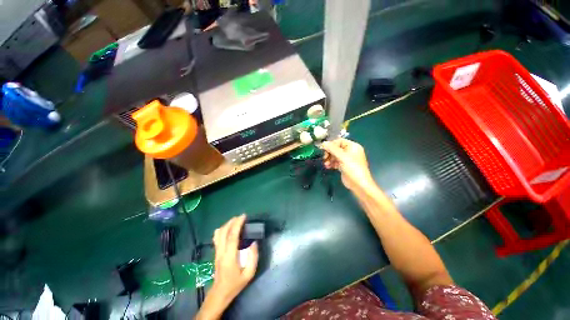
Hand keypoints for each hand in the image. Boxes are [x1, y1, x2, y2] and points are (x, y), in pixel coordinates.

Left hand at [196, 215, 258, 319]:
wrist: (220, 293)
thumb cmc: (235, 284)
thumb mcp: (249, 274)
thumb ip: (253, 258)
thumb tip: (254, 243)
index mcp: (229, 256)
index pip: (232, 236)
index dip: (238, 224)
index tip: (244, 217)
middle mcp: (221, 251)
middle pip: (224, 232)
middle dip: (232, 221)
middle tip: (241, 217)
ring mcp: (217, 252)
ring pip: (219, 233)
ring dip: (227, 224)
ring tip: (235, 221)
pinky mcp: (216, 252)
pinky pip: (216, 237)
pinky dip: (222, 229)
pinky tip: (227, 228)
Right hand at [322, 138, 374, 191]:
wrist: (358, 184)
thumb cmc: (352, 168)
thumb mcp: (342, 157)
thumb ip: (332, 149)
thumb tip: (323, 143)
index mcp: (353, 146)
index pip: (339, 141)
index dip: (331, 144)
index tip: (323, 149)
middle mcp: (350, 151)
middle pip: (336, 148)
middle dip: (329, 153)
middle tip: (324, 157)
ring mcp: (346, 159)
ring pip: (334, 155)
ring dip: (329, 159)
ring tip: (326, 164)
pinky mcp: (343, 166)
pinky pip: (335, 162)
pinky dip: (331, 163)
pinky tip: (328, 167)